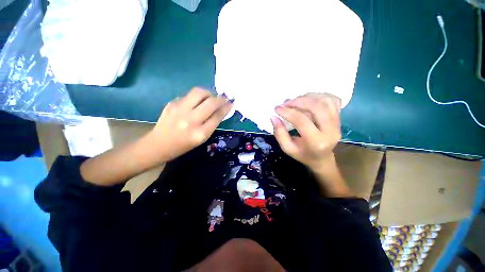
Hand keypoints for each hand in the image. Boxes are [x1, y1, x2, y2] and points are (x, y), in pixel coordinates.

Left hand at [148, 87, 232, 160]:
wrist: (159, 144)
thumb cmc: (184, 145)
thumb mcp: (202, 138)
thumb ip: (212, 123)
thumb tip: (222, 110)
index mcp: (200, 133)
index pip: (217, 116)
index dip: (226, 108)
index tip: (230, 103)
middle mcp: (191, 120)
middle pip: (210, 102)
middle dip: (220, 98)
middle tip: (224, 98)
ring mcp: (179, 110)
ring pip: (199, 92)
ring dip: (209, 93)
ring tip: (210, 97)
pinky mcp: (172, 104)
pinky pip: (189, 95)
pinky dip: (196, 97)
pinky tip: (196, 103)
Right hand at [271, 93, 341, 171]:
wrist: (322, 158)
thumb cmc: (302, 154)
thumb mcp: (287, 148)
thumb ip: (279, 133)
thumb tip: (274, 117)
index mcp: (316, 142)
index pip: (301, 121)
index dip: (287, 112)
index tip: (277, 108)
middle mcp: (331, 131)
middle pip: (317, 107)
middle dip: (298, 101)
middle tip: (286, 103)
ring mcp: (338, 123)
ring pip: (325, 101)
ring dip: (308, 97)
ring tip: (296, 101)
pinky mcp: (340, 118)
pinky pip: (333, 100)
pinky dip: (320, 96)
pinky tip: (309, 100)